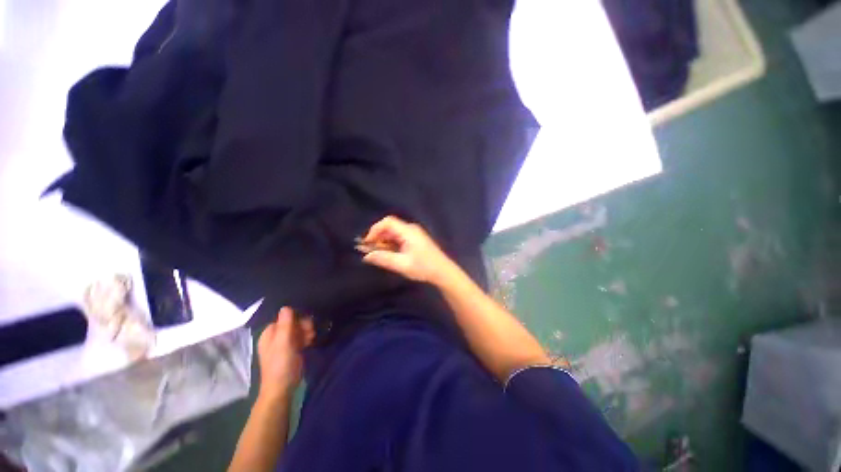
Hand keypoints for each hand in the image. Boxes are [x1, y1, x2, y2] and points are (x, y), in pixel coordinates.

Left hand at [256, 307, 314, 399]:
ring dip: (306, 331)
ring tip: (311, 338)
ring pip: (298, 330)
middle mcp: (276, 336)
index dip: (295, 318)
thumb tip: (286, 306)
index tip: (305, 323)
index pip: (284, 317)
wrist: (283, 388)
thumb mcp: (283, 342)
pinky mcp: (292, 350)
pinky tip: (311, 341)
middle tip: (310, 332)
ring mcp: (284, 344)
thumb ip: (285, 324)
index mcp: (269, 333)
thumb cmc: (281, 364)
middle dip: (303, 325)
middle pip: (292, 323)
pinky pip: (300, 337)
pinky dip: (306, 338)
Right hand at [359, 216, 457, 284]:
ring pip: (393, 233)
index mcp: (408, 231)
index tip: (367, 243)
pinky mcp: (415, 240)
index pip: (388, 222)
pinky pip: (399, 238)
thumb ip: (384, 259)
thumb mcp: (402, 265)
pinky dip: (391, 244)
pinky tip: (388, 254)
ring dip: (384, 241)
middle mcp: (410, 229)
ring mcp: (414, 234)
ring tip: (377, 254)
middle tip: (370, 250)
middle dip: (378, 236)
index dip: (374, 230)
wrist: (443, 272)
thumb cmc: (424, 267)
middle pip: (389, 227)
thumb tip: (366, 256)